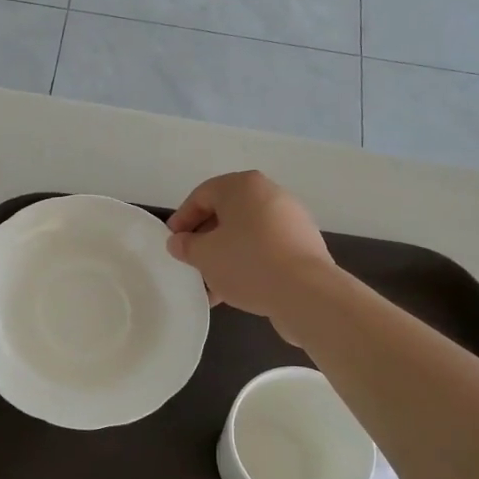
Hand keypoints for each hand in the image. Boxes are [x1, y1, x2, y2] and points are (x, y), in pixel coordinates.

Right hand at [166, 171, 335, 339]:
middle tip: (190, 263)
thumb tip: (179, 242)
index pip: (202, 195)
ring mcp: (291, 219)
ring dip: (225, 256)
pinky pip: (266, 248)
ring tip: (210, 285)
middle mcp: (270, 194)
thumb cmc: (247, 263)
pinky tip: (235, 290)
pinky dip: (248, 263)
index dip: (182, 219)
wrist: (306, 293)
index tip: (172, 243)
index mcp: (243, 186)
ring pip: (246, 234)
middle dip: (205, 240)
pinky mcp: (304, 245)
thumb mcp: (204, 255)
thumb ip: (186, 245)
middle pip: (226, 214)